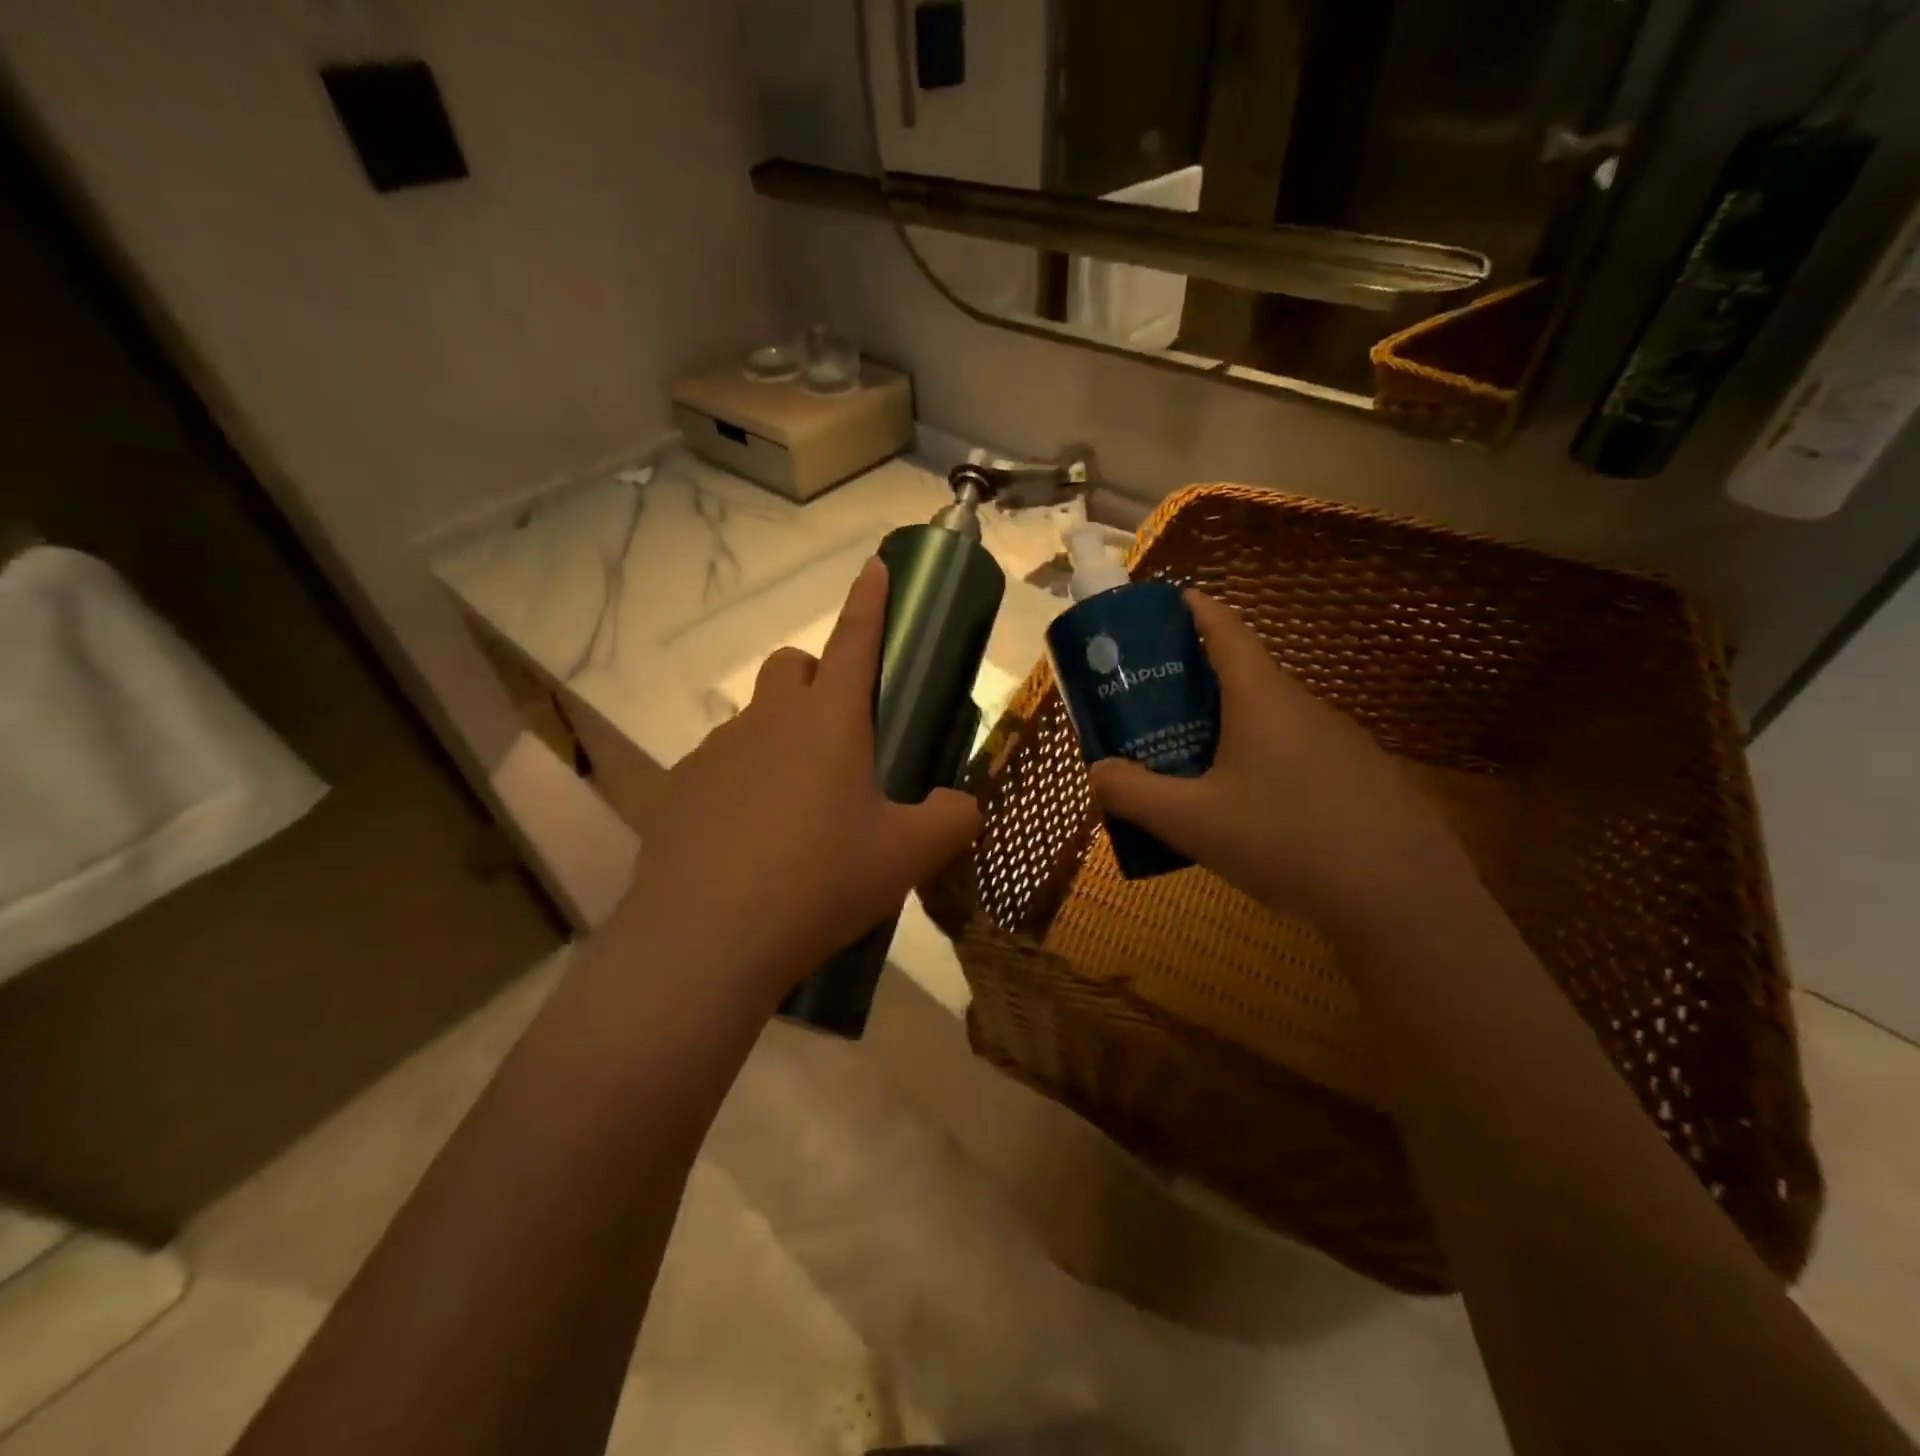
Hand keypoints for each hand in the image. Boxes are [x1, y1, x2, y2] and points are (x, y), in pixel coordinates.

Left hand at [620, 558, 982, 1002]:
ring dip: (781, 740)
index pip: (855, 639)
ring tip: (798, 811)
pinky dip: (743, 785)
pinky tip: (751, 844)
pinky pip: (721, 768)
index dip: (870, 600)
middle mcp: (769, 720)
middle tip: (842, 739)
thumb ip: (951, 820)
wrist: (707, 939)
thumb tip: (961, 806)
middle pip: (793, 666)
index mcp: (830, 721)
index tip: (876, 566)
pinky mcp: (680, 790)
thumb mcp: (906, 856)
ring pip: (755, 721)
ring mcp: (716, 752)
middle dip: (819, 680)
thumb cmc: (820, 881)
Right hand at [1088, 589, 1471, 930]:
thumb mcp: (1192, 821)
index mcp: (1262, 698)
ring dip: (1229, 731)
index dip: (1196, 609)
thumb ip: (1134, 794)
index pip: (1227, 629)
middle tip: (1155, 713)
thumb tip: (1097, 772)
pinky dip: (1264, 764)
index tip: (1170, 602)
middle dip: (1196, 686)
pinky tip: (1252, 816)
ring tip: (1193, 771)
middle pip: (1244, 678)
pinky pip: (1298, 755)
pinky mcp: (1362, 778)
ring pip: (1271, 721)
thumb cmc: (1285, 839)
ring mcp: (1340, 742)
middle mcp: (1304, 706)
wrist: (1401, 898)